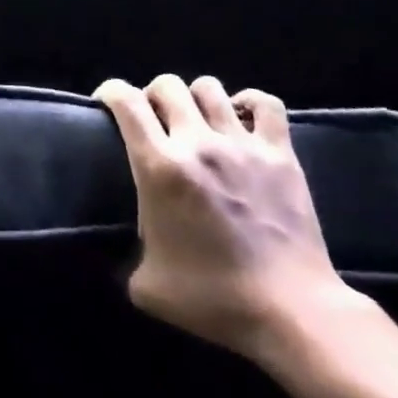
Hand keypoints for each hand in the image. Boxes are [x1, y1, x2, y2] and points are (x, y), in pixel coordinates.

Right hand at [95, 74, 353, 361]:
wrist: (291, 312)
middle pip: (167, 85)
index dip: (110, 91)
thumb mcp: (146, 286)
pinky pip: (266, 104)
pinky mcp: (280, 154)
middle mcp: (197, 143)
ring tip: (196, 119)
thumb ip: (127, 256)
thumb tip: (124, 251)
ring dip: (194, 98)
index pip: (126, 102)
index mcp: (159, 167)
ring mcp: (242, 145)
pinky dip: (249, 103)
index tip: (106, 103)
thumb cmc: (213, 300)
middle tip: (153, 119)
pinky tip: (241, 118)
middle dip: (152, 95)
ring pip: (210, 88)